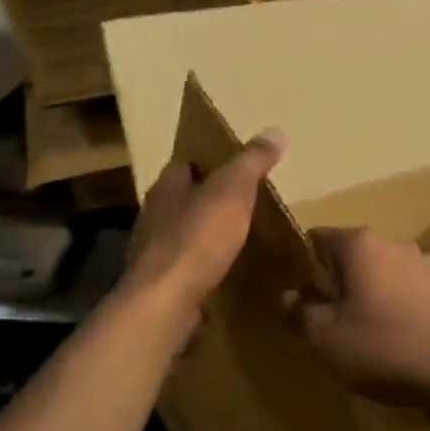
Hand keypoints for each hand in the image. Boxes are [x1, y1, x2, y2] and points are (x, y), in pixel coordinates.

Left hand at [125, 129, 286, 311]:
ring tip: (234, 235)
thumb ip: (252, 161)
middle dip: (205, 199)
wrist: (167, 299)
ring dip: (203, 232)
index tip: (231, 165)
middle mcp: (154, 215)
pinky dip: (201, 264)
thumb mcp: (233, 191)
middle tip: (239, 201)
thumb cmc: (198, 237)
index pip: (183, 165)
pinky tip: (220, 269)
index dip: (206, 163)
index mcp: (167, 188)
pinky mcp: (160, 283)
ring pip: (181, 232)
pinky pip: (184, 265)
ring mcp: (153, 251)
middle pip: (181, 199)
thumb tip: (275, 131)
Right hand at [289, 228, 429, 408]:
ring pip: (376, 277)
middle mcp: (391, 243)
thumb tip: (290, 297)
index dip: (299, 268)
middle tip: (322, 323)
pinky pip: (401, 294)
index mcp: (358, 243)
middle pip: (347, 258)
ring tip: (356, 339)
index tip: (295, 298)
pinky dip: (389, 312)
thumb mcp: (324, 338)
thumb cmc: (384, 346)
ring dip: (362, 300)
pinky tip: (390, 343)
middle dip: (332, 286)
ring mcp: (421, 264)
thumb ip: (299, 313)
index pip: (315, 240)